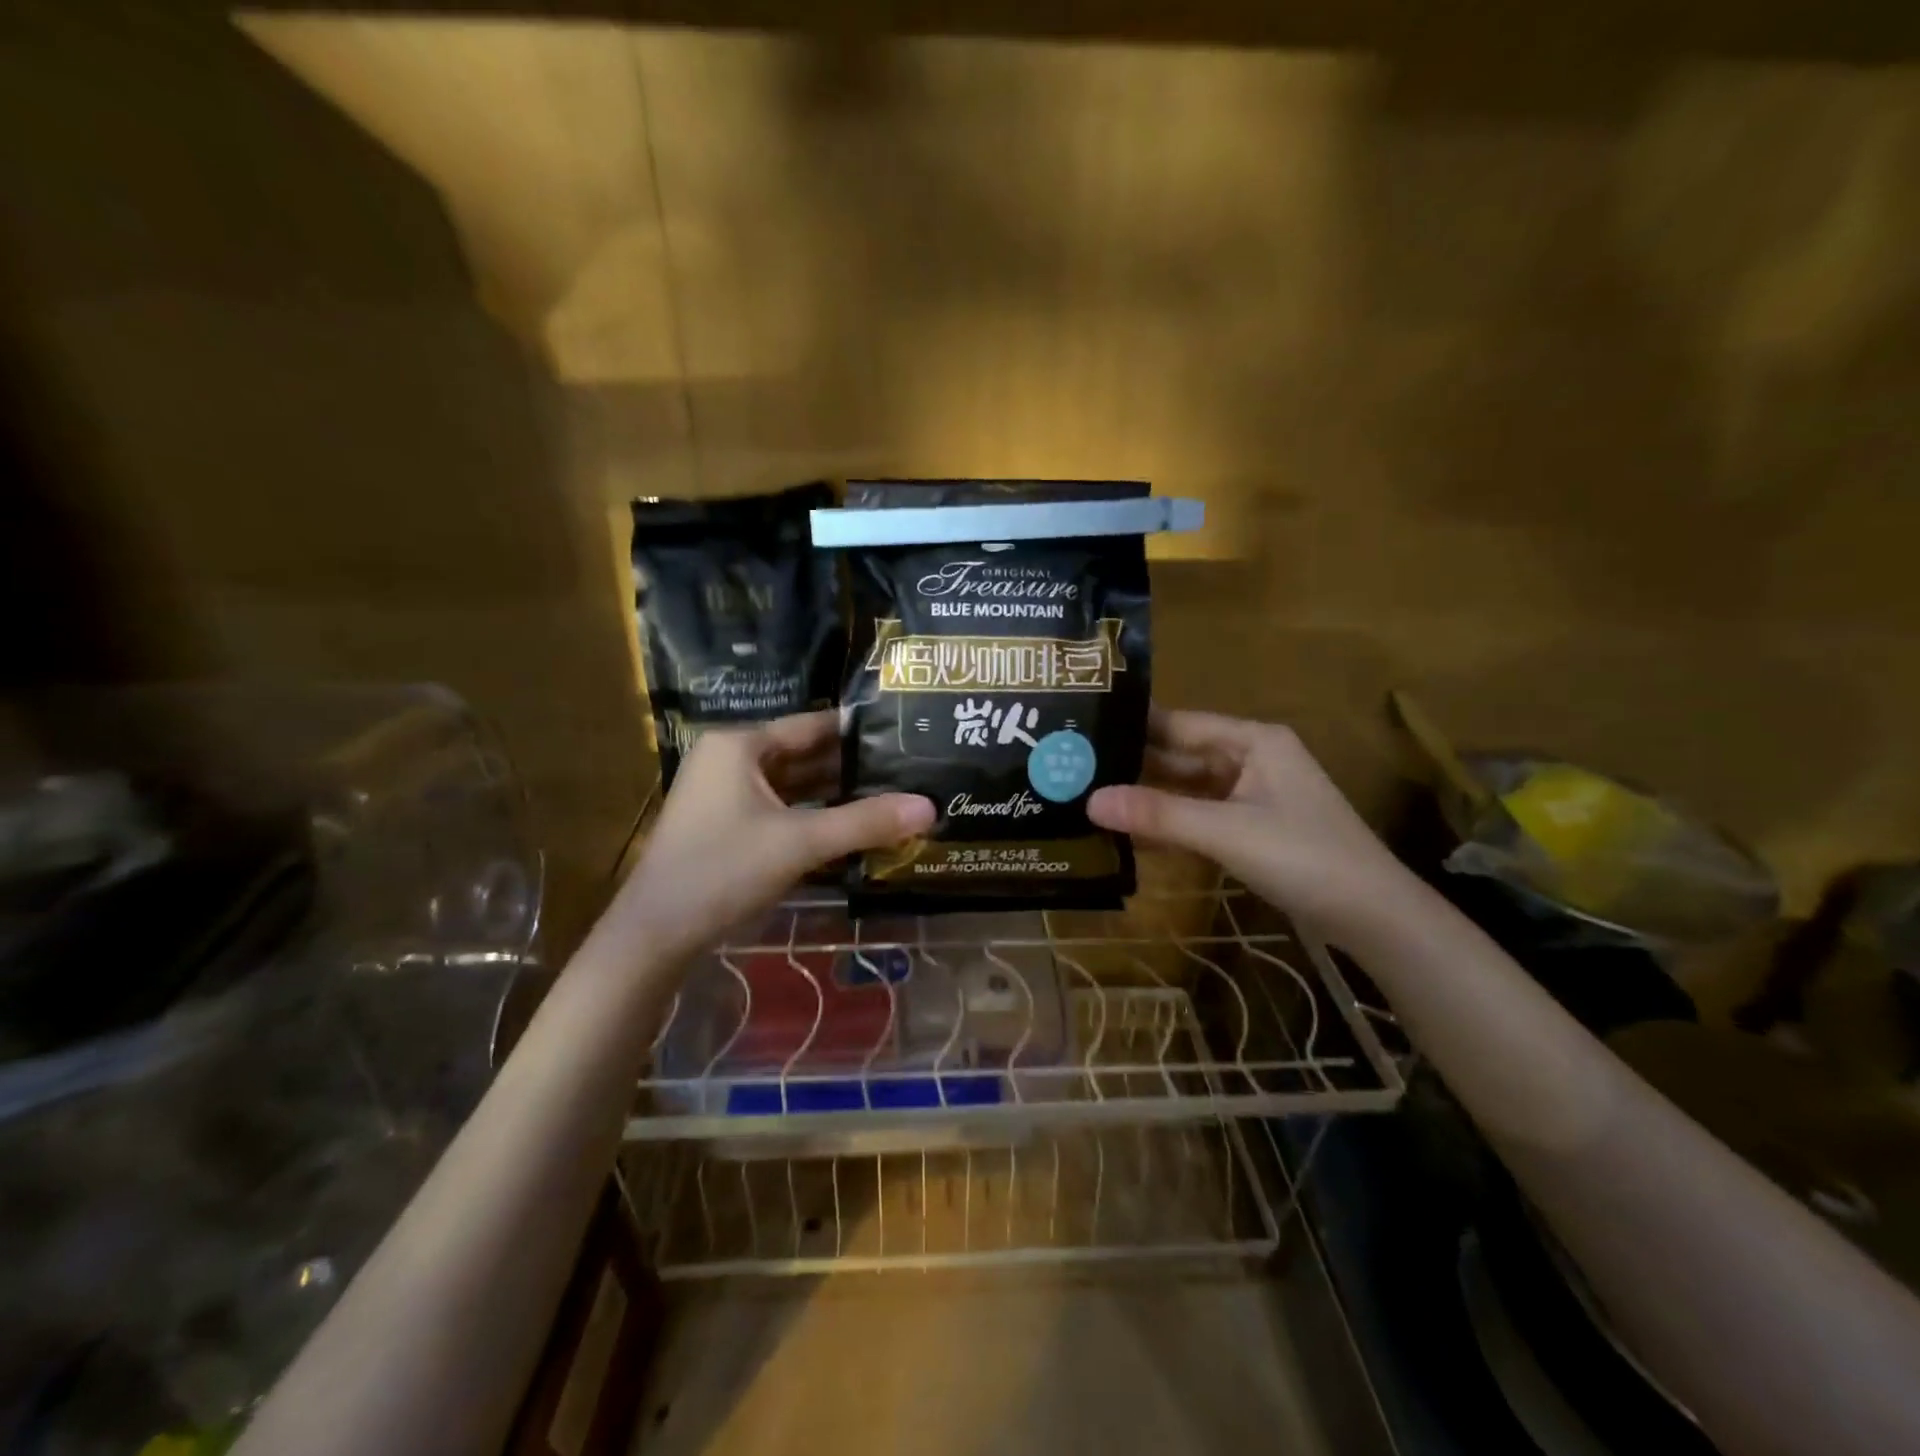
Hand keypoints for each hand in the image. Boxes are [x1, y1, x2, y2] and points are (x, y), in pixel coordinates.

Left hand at [613, 711, 933, 964]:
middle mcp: (729, 761)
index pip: (811, 725)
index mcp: (739, 745)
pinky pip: (779, 810)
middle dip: (851, 766)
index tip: (903, 732)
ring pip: (792, 786)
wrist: (654, 935)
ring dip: (834, 794)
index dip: (857, 730)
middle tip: (906, 768)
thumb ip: (865, 822)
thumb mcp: (800, 842)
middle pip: (803, 755)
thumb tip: (929, 807)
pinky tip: (851, 827)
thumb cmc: (723, 870)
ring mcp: (724, 795)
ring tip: (890, 795)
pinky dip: (812, 817)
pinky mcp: (725, 827)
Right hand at [1088, 708, 1409, 927]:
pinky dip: (1170, 821)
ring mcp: (1253, 794)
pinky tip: (1131, 829)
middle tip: (1074, 767)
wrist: (1375, 917)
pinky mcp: (1252, 826)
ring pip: (1189, 787)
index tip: (1082, 730)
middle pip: (1181, 754)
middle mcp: (1251, 758)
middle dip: (1134, 763)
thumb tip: (1089, 801)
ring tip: (1090, 794)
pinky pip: (1200, 814)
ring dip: (1148, 795)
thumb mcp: (1227, 832)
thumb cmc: (1305, 858)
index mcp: (1253, 740)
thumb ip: (1159, 816)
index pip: (1179, 724)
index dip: (1132, 727)